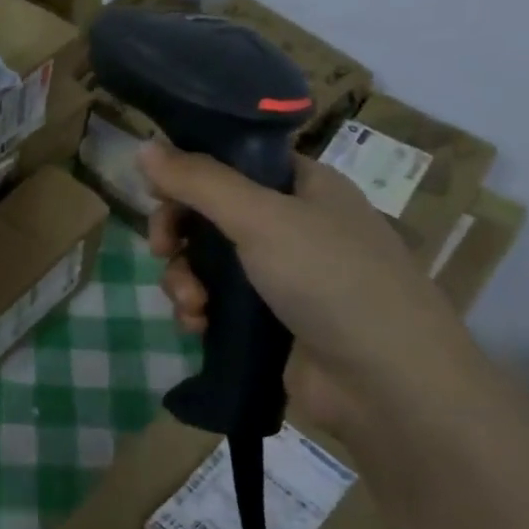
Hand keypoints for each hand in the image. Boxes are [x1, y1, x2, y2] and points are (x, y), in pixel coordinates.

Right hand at [138, 141, 479, 435]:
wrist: (386, 384)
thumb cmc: (331, 280)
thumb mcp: (261, 218)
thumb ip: (198, 181)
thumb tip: (142, 145)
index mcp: (303, 187)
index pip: (233, 162)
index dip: (190, 174)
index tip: (156, 194)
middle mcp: (293, 225)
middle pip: (211, 214)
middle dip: (179, 235)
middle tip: (162, 250)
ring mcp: (281, 276)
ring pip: (206, 262)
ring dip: (184, 280)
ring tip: (192, 305)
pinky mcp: (268, 321)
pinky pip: (216, 303)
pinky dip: (199, 311)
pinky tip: (198, 326)